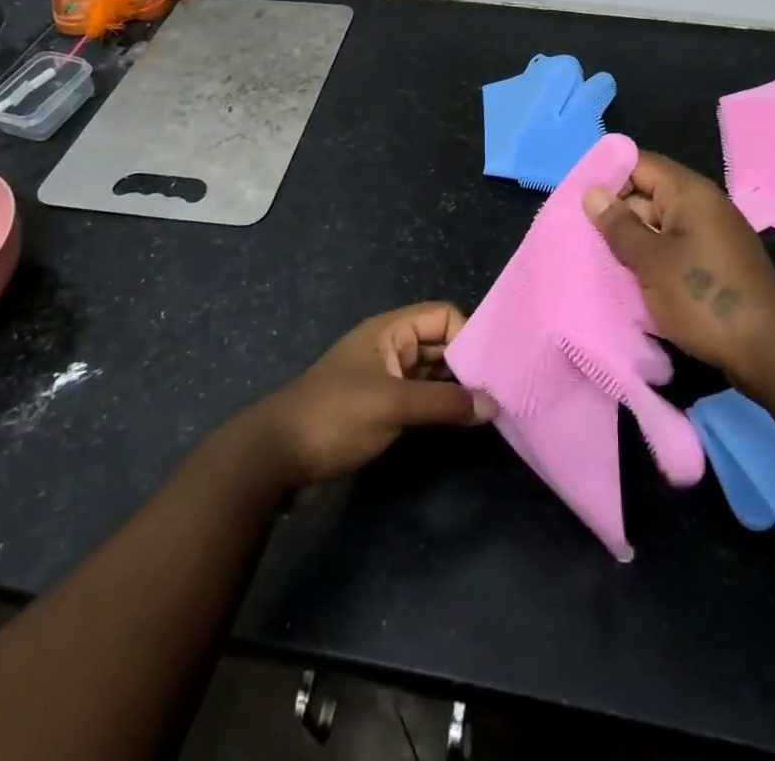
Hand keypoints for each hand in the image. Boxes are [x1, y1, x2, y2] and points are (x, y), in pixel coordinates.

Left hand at [254, 303, 495, 486]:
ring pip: (431, 372)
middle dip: (467, 364)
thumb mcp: (393, 405)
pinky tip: (459, 423)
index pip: (443, 317)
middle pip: (440, 343)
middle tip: (500, 392)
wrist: (275, 457)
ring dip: (455, 388)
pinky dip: (439, 406)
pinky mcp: (380, 407)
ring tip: (488, 409)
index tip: (492, 370)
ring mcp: (384, 378)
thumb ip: (444, 403)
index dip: (468, 337)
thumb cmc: (335, 416)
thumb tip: (493, 404)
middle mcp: (391, 347)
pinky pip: (419, 396)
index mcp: (390, 330)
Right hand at [583, 153, 774, 381]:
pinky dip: (650, 259)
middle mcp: (701, 205)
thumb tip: (592, 192)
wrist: (770, 351)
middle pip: (647, 193)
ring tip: (595, 258)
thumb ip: (619, 225)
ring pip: (658, 225)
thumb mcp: (651, 261)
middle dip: (614, 212)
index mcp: (689, 192)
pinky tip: (628, 279)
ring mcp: (710, 235)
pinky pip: (672, 248)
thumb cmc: (704, 297)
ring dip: (631, 240)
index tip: (576, 198)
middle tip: (578, 235)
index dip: (607, 174)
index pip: (639, 163)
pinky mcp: (713, 263)